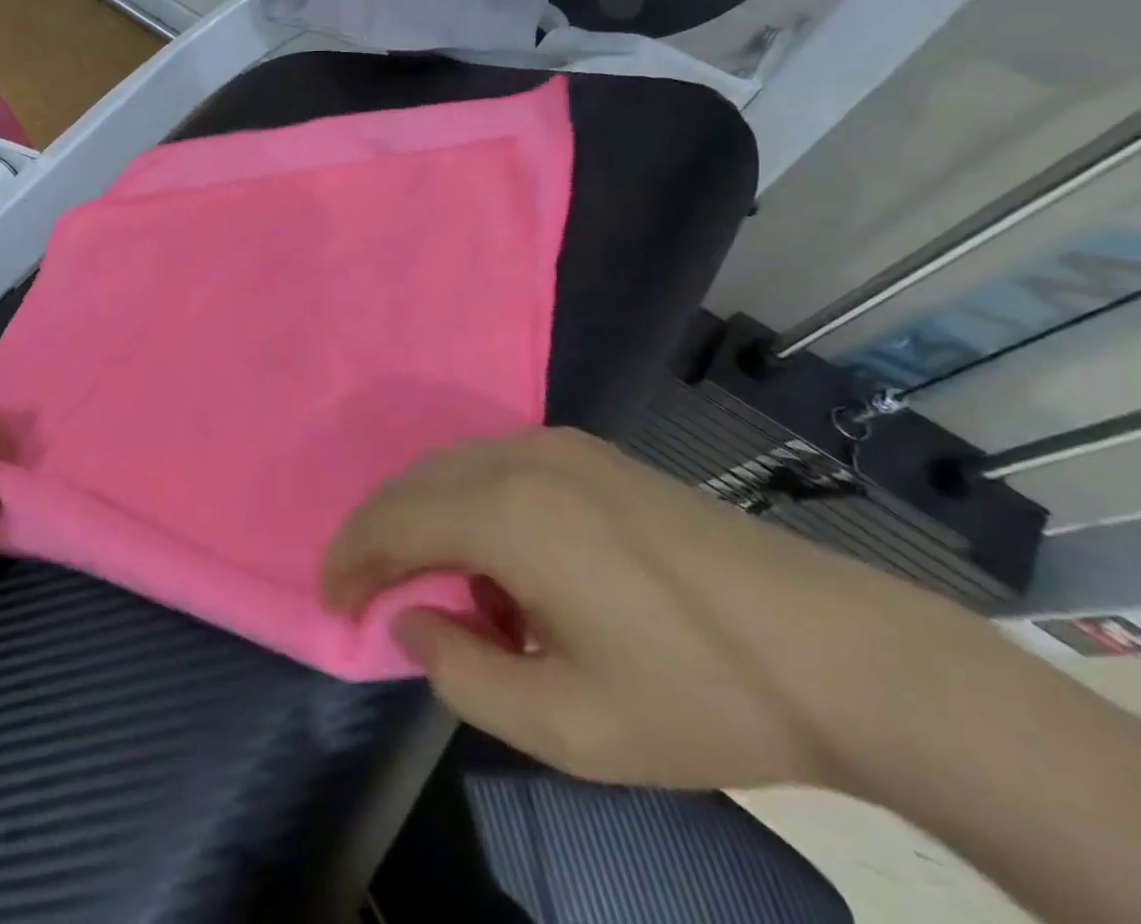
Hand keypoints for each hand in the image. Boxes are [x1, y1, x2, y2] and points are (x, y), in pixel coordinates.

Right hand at [322, 427, 974, 792]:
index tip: (332, 601)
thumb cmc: (698, 696)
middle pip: (413, 485)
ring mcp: (558, 446)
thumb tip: (411, 618)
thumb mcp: (569, 726)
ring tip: (442, 592)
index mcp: (508, 513)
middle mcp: (521, 458)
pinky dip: (467, 505)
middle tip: (367, 594)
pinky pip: (492, 464)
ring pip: (450, 468)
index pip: (393, 522)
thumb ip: (463, 674)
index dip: (350, 560)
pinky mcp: (588, 452)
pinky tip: (502, 562)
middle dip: (378, 537)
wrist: (841, 652)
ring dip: (424, 521)